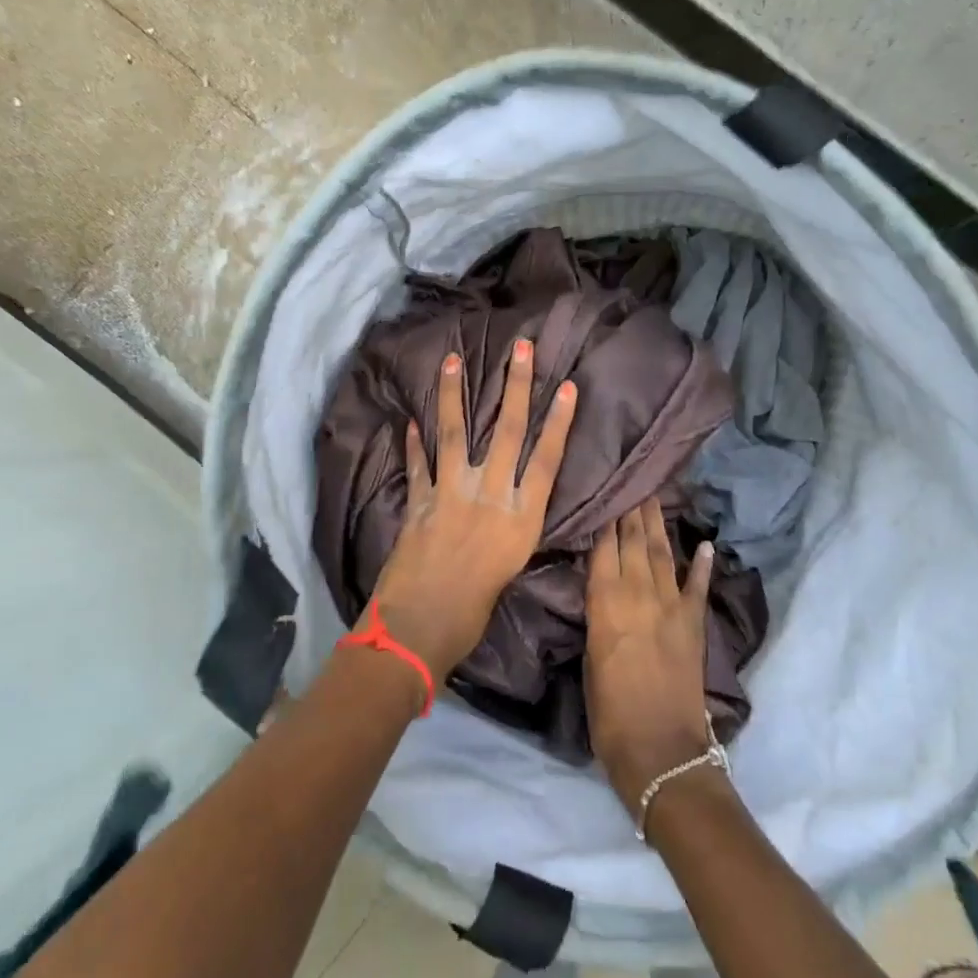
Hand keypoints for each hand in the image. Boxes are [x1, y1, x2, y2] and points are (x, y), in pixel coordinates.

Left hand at [365, 339, 577, 682]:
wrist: (420, 629)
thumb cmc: (473, 613)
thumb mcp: (510, 568)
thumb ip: (511, 529)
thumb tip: (509, 506)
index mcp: (521, 518)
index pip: (547, 459)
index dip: (559, 422)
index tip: (567, 387)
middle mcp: (491, 496)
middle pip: (507, 432)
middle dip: (516, 387)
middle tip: (521, 349)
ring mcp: (452, 494)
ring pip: (456, 433)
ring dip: (455, 395)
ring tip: (453, 360)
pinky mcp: (419, 501)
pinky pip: (418, 464)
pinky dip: (414, 443)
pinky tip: (409, 422)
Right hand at [585, 498, 716, 808]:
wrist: (660, 749)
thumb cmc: (609, 712)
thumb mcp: (589, 658)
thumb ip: (597, 616)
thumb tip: (601, 588)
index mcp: (605, 603)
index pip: (604, 548)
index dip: (607, 519)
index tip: (608, 490)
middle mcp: (638, 594)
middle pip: (634, 542)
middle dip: (632, 510)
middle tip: (633, 480)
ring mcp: (670, 606)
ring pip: (662, 554)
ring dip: (659, 525)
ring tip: (655, 496)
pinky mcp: (694, 624)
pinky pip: (698, 586)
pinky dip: (702, 564)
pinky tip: (704, 544)